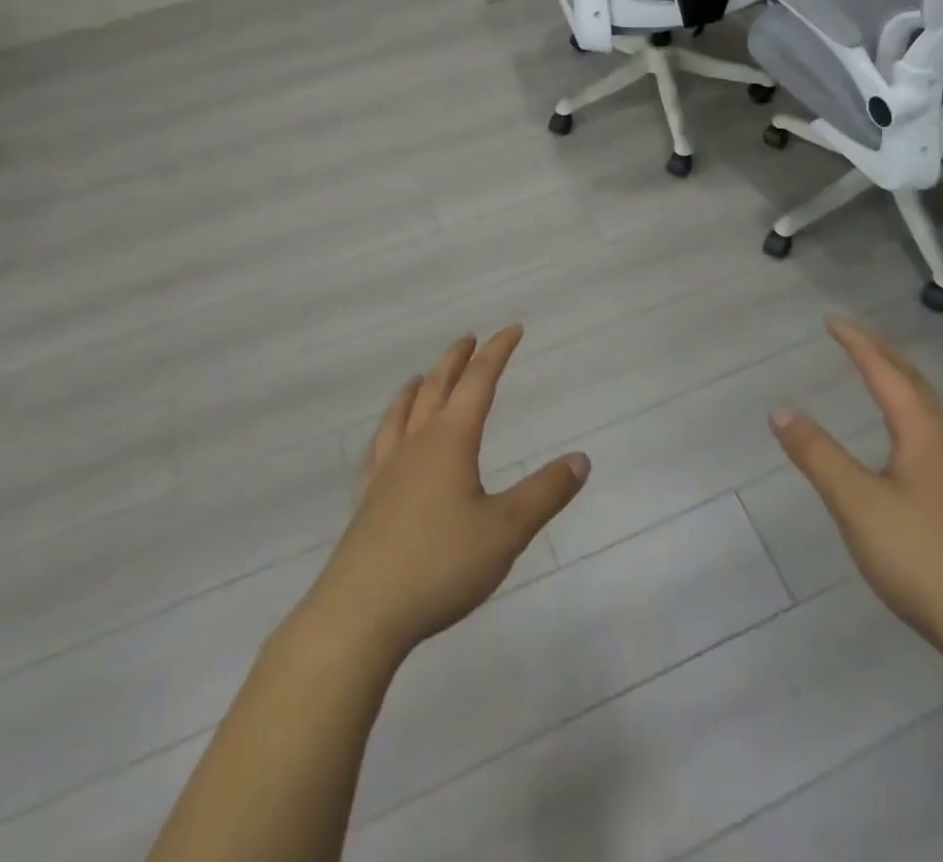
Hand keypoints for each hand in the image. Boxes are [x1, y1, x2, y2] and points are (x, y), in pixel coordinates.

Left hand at [305, 327, 589, 658]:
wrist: (360, 613)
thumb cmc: (440, 565)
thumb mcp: (506, 530)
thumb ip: (545, 492)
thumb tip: (581, 459)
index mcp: (451, 440)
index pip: (479, 382)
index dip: (497, 352)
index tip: (512, 329)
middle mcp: (416, 444)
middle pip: (436, 387)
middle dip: (456, 360)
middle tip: (469, 340)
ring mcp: (386, 470)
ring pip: (402, 413)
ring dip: (418, 387)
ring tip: (421, 377)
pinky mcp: (367, 499)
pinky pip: (379, 445)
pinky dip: (389, 426)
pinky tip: (387, 439)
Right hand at [771, 316, 942, 665]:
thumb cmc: (924, 558)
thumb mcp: (857, 504)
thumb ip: (818, 455)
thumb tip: (781, 410)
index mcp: (924, 433)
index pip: (886, 372)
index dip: (857, 343)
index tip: (831, 320)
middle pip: (914, 382)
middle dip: (881, 352)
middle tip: (852, 333)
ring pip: (928, 409)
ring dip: (899, 380)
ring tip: (876, 372)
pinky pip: (933, 433)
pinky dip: (909, 411)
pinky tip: (903, 440)